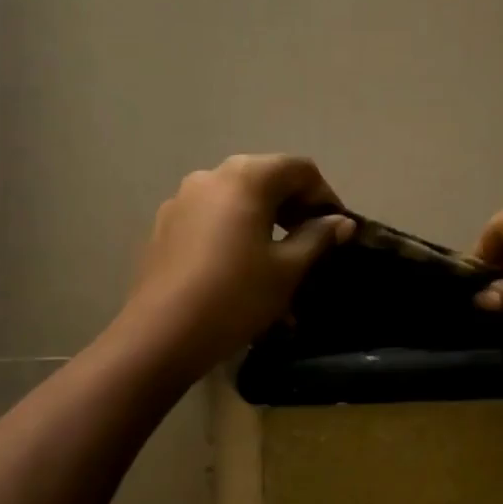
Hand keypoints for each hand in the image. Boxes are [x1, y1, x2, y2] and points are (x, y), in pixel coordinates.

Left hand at [118, 155, 353, 378]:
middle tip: (312, 244)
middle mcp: (210, 176)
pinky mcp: (164, 227)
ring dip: (263, 223)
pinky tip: (241, 270)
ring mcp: (181, 200)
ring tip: (278, 262)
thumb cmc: (235, 296)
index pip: (299, 169)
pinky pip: (211, 220)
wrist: (162, 334)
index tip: (337, 230)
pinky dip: (234, 234)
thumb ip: (317, 238)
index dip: (325, 196)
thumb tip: (340, 222)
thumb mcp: (287, 270)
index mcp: (245, 178)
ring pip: (236, 202)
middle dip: (294, 208)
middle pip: (265, 179)